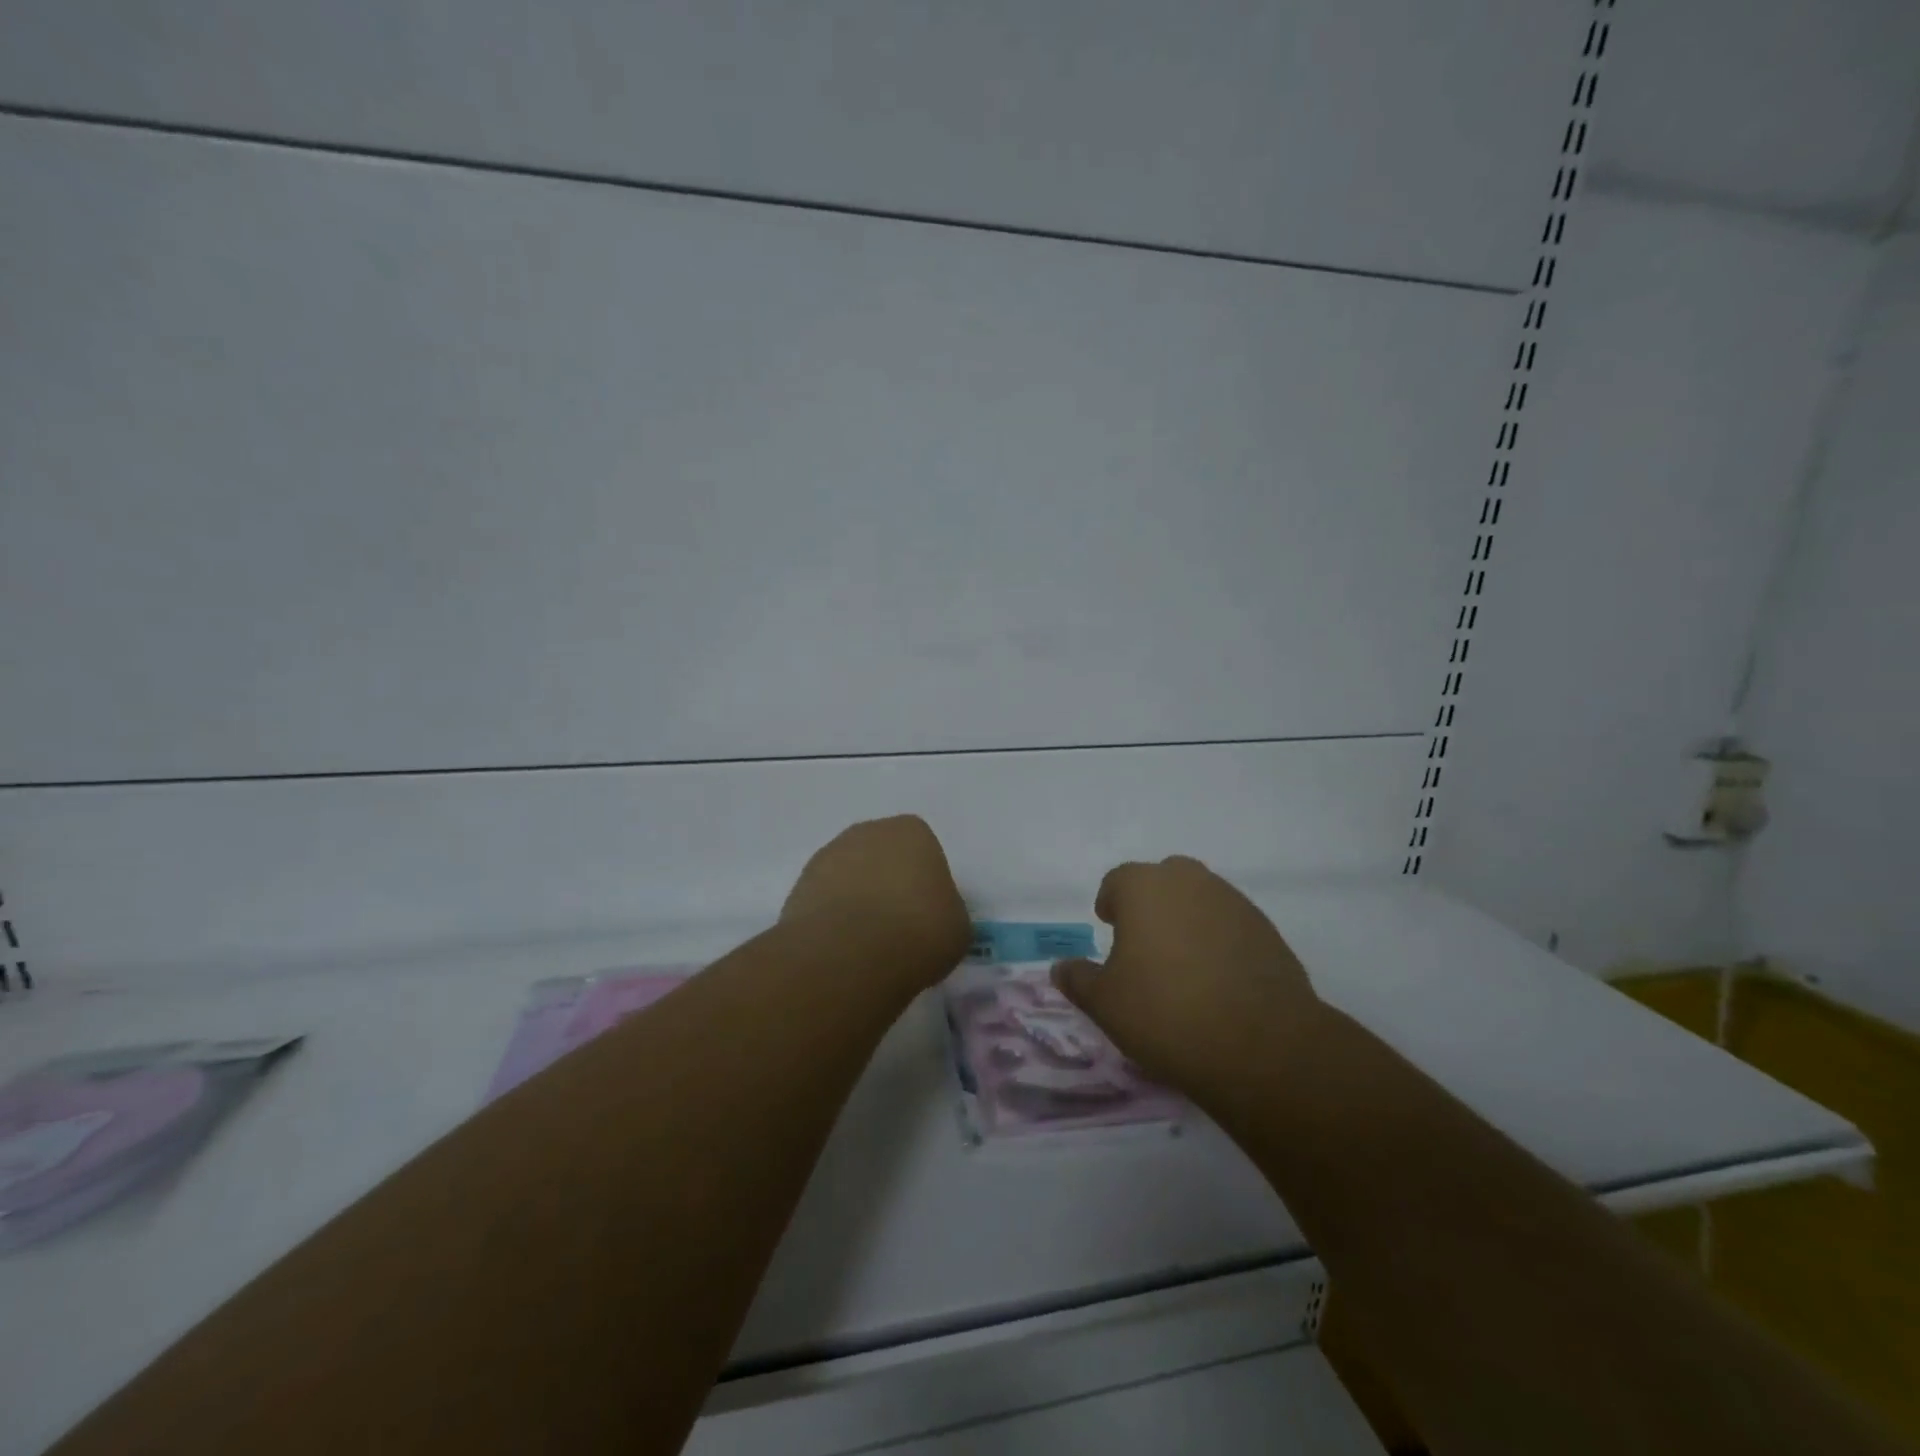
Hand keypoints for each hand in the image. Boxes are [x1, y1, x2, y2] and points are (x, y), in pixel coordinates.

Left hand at [782, 816, 970, 984]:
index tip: (927, 913)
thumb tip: (934, 915)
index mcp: (912, 831)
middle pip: (882, 856)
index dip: (924, 882)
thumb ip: (946, 909)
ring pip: (850, 877)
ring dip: (857, 900)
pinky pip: (825, 901)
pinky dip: (833, 920)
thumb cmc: (919, 931)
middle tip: (898, 926)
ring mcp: (827, 856)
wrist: (850, 956)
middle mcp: (867, 832)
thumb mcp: (958, 926)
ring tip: (868, 944)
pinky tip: (843, 949)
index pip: (923, 849)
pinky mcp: (799, 887)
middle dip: (887, 884)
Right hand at [1052, 856, 1323, 1106]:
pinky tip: (1217, 980)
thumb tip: (1061, 967)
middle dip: (1150, 905)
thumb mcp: (1105, 1003)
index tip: (1109, 930)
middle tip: (1143, 945)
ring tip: (1181, 966)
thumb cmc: (1165, 1012)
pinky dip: (1218, 940)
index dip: (1110, 904)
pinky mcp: (1266, 929)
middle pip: (1162, 880)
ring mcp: (1233, 902)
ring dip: (1186, 920)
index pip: (1117, 881)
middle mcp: (1189, 881)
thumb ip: (1078, 979)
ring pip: (1199, 899)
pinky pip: (1230, 924)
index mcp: (1144, 887)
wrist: (1261, 1044)